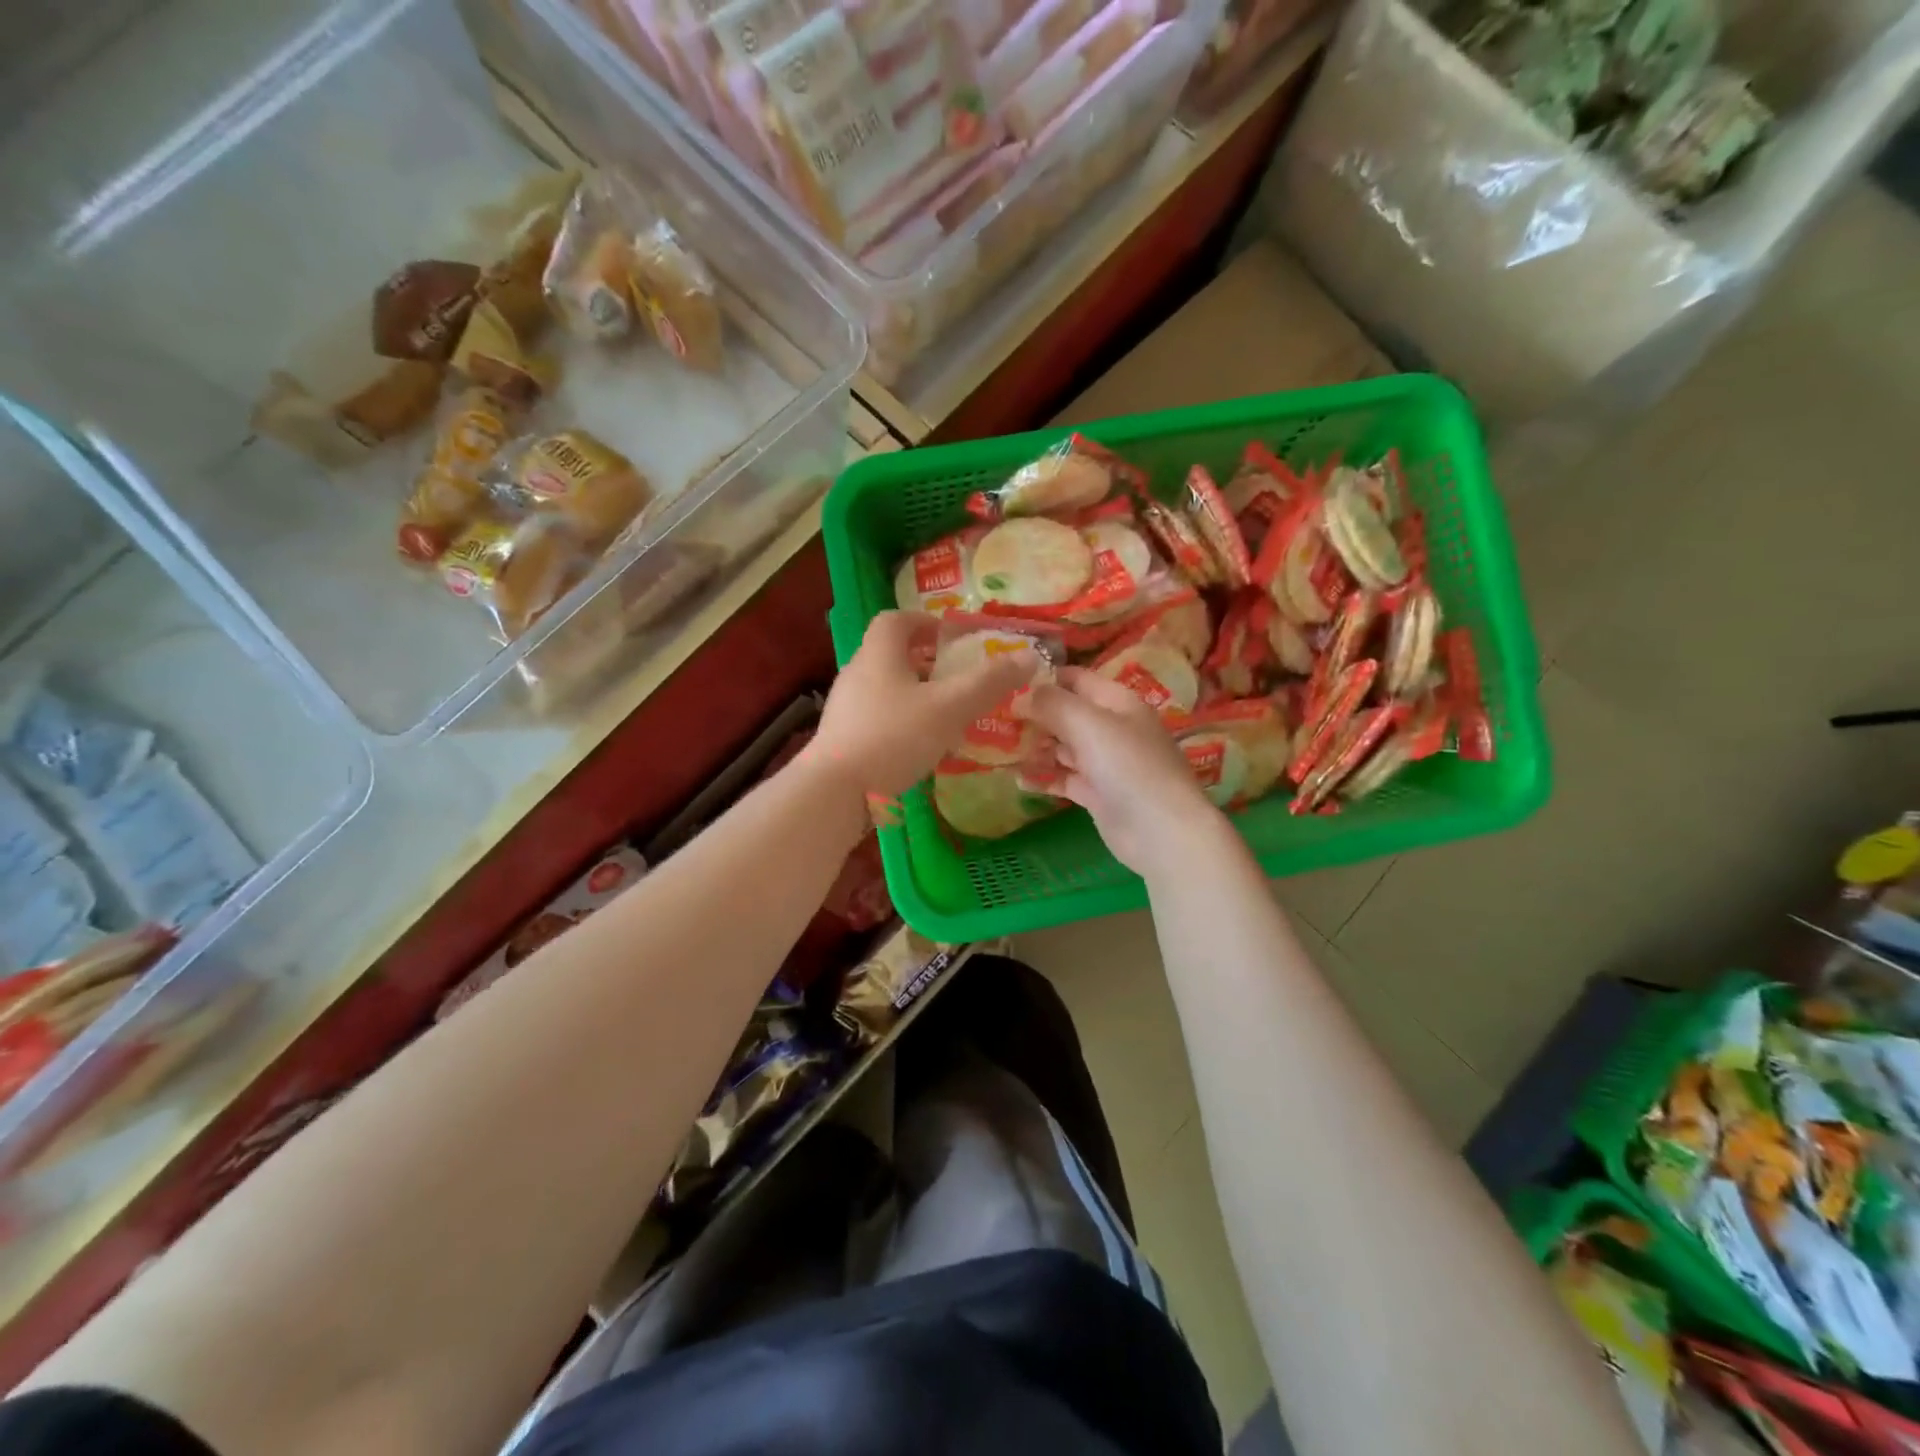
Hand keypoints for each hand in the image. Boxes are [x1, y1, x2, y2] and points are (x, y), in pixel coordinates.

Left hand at [810, 611, 1038, 805]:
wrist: (835, 791)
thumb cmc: (894, 737)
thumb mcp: (950, 707)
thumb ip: (989, 682)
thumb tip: (1028, 656)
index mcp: (878, 653)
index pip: (896, 620)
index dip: (925, 622)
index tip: (952, 637)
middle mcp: (857, 673)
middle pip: (891, 654)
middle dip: (926, 661)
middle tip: (958, 677)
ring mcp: (846, 708)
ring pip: (885, 688)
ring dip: (915, 694)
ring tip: (947, 713)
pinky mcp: (843, 739)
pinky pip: (878, 718)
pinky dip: (902, 722)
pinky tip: (922, 746)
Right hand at [1019, 668, 1225, 877]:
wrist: (1161, 831)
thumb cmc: (1127, 766)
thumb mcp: (1088, 724)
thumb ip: (1052, 703)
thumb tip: (1021, 694)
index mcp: (1116, 701)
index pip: (1074, 679)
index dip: (1042, 678)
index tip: (1004, 684)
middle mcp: (1111, 726)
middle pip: (1065, 713)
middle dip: (1033, 716)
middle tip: (994, 720)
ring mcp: (1104, 761)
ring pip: (1062, 746)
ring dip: (1034, 747)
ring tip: (1000, 750)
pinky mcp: (1097, 792)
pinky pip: (1064, 777)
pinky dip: (1043, 776)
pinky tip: (1017, 778)